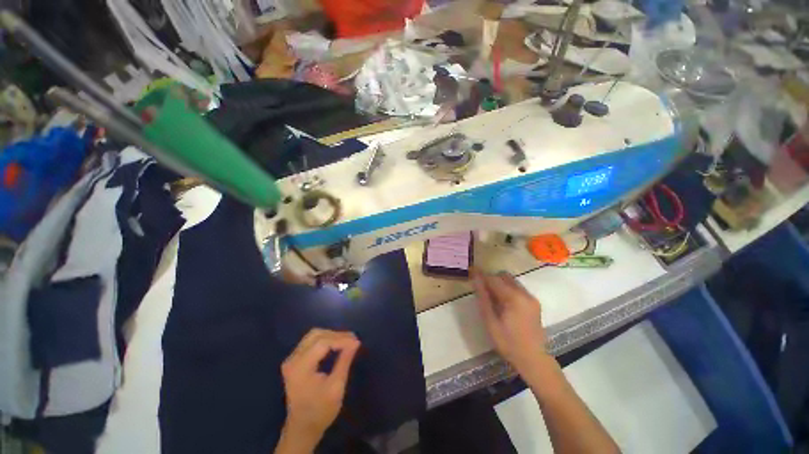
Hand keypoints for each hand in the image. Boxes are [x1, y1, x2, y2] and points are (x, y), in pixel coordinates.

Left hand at [277, 329, 359, 452]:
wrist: (302, 428)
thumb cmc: (320, 411)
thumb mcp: (336, 387)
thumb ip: (344, 361)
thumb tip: (356, 342)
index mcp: (301, 367)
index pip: (322, 343)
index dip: (341, 339)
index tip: (357, 342)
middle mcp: (293, 359)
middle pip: (316, 335)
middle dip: (336, 335)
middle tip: (352, 340)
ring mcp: (291, 359)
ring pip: (313, 335)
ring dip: (331, 335)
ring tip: (346, 341)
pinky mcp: (294, 360)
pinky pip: (310, 341)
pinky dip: (325, 339)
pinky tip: (335, 345)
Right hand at [471, 269, 547, 377]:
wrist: (534, 360)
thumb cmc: (508, 343)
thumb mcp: (490, 321)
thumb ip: (483, 298)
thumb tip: (476, 279)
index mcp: (513, 298)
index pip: (493, 279)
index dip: (481, 275)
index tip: (471, 272)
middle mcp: (524, 293)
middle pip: (504, 276)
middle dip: (491, 278)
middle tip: (481, 288)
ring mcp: (531, 298)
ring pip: (511, 281)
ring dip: (499, 283)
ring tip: (490, 296)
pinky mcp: (534, 303)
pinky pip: (518, 288)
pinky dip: (507, 289)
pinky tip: (502, 303)